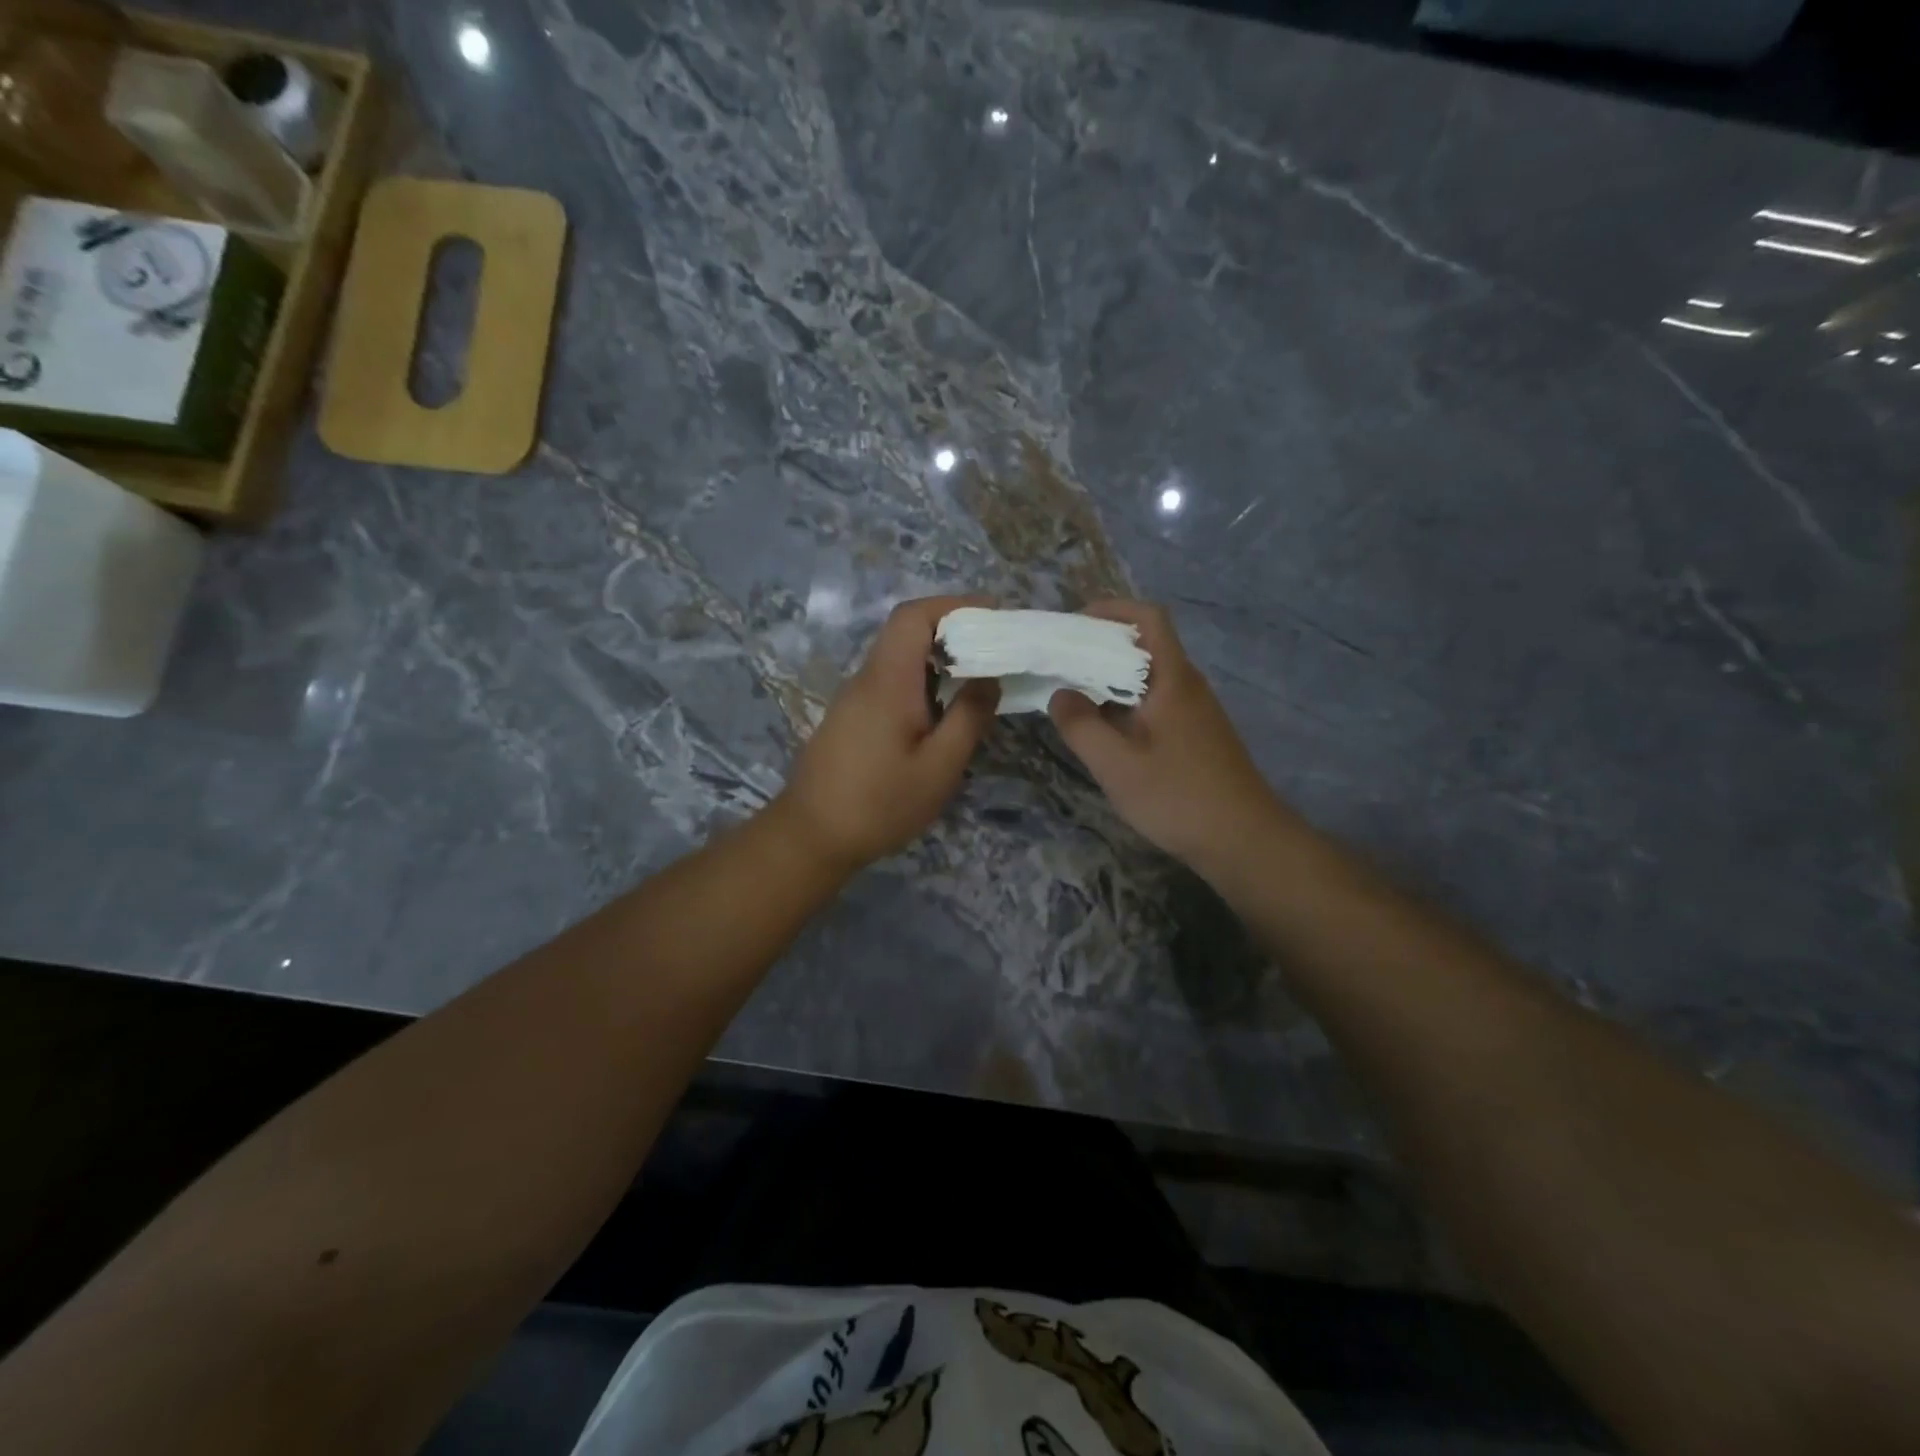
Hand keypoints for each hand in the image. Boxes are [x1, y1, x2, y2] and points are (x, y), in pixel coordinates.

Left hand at [775, 595, 998, 872]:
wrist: (812, 836)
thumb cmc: (880, 804)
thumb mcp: (939, 767)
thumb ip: (969, 717)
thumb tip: (989, 678)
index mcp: (888, 681)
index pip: (913, 616)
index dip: (954, 605)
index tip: (994, 615)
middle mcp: (867, 678)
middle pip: (906, 632)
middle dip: (954, 630)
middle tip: (995, 651)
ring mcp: (855, 697)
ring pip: (899, 658)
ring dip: (939, 659)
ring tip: (978, 680)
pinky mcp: (851, 717)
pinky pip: (891, 682)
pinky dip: (922, 681)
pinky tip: (943, 711)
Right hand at [1049, 600, 1283, 875]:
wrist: (1244, 841)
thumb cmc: (1178, 797)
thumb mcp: (1117, 765)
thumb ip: (1081, 726)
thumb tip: (1060, 694)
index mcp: (1173, 680)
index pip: (1149, 618)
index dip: (1111, 610)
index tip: (1073, 624)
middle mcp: (1187, 686)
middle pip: (1145, 645)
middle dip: (1101, 646)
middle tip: (1060, 663)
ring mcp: (1195, 712)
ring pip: (1148, 677)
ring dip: (1111, 678)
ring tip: (1072, 695)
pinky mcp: (1196, 736)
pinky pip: (1155, 702)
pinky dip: (1125, 704)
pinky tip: (1104, 730)